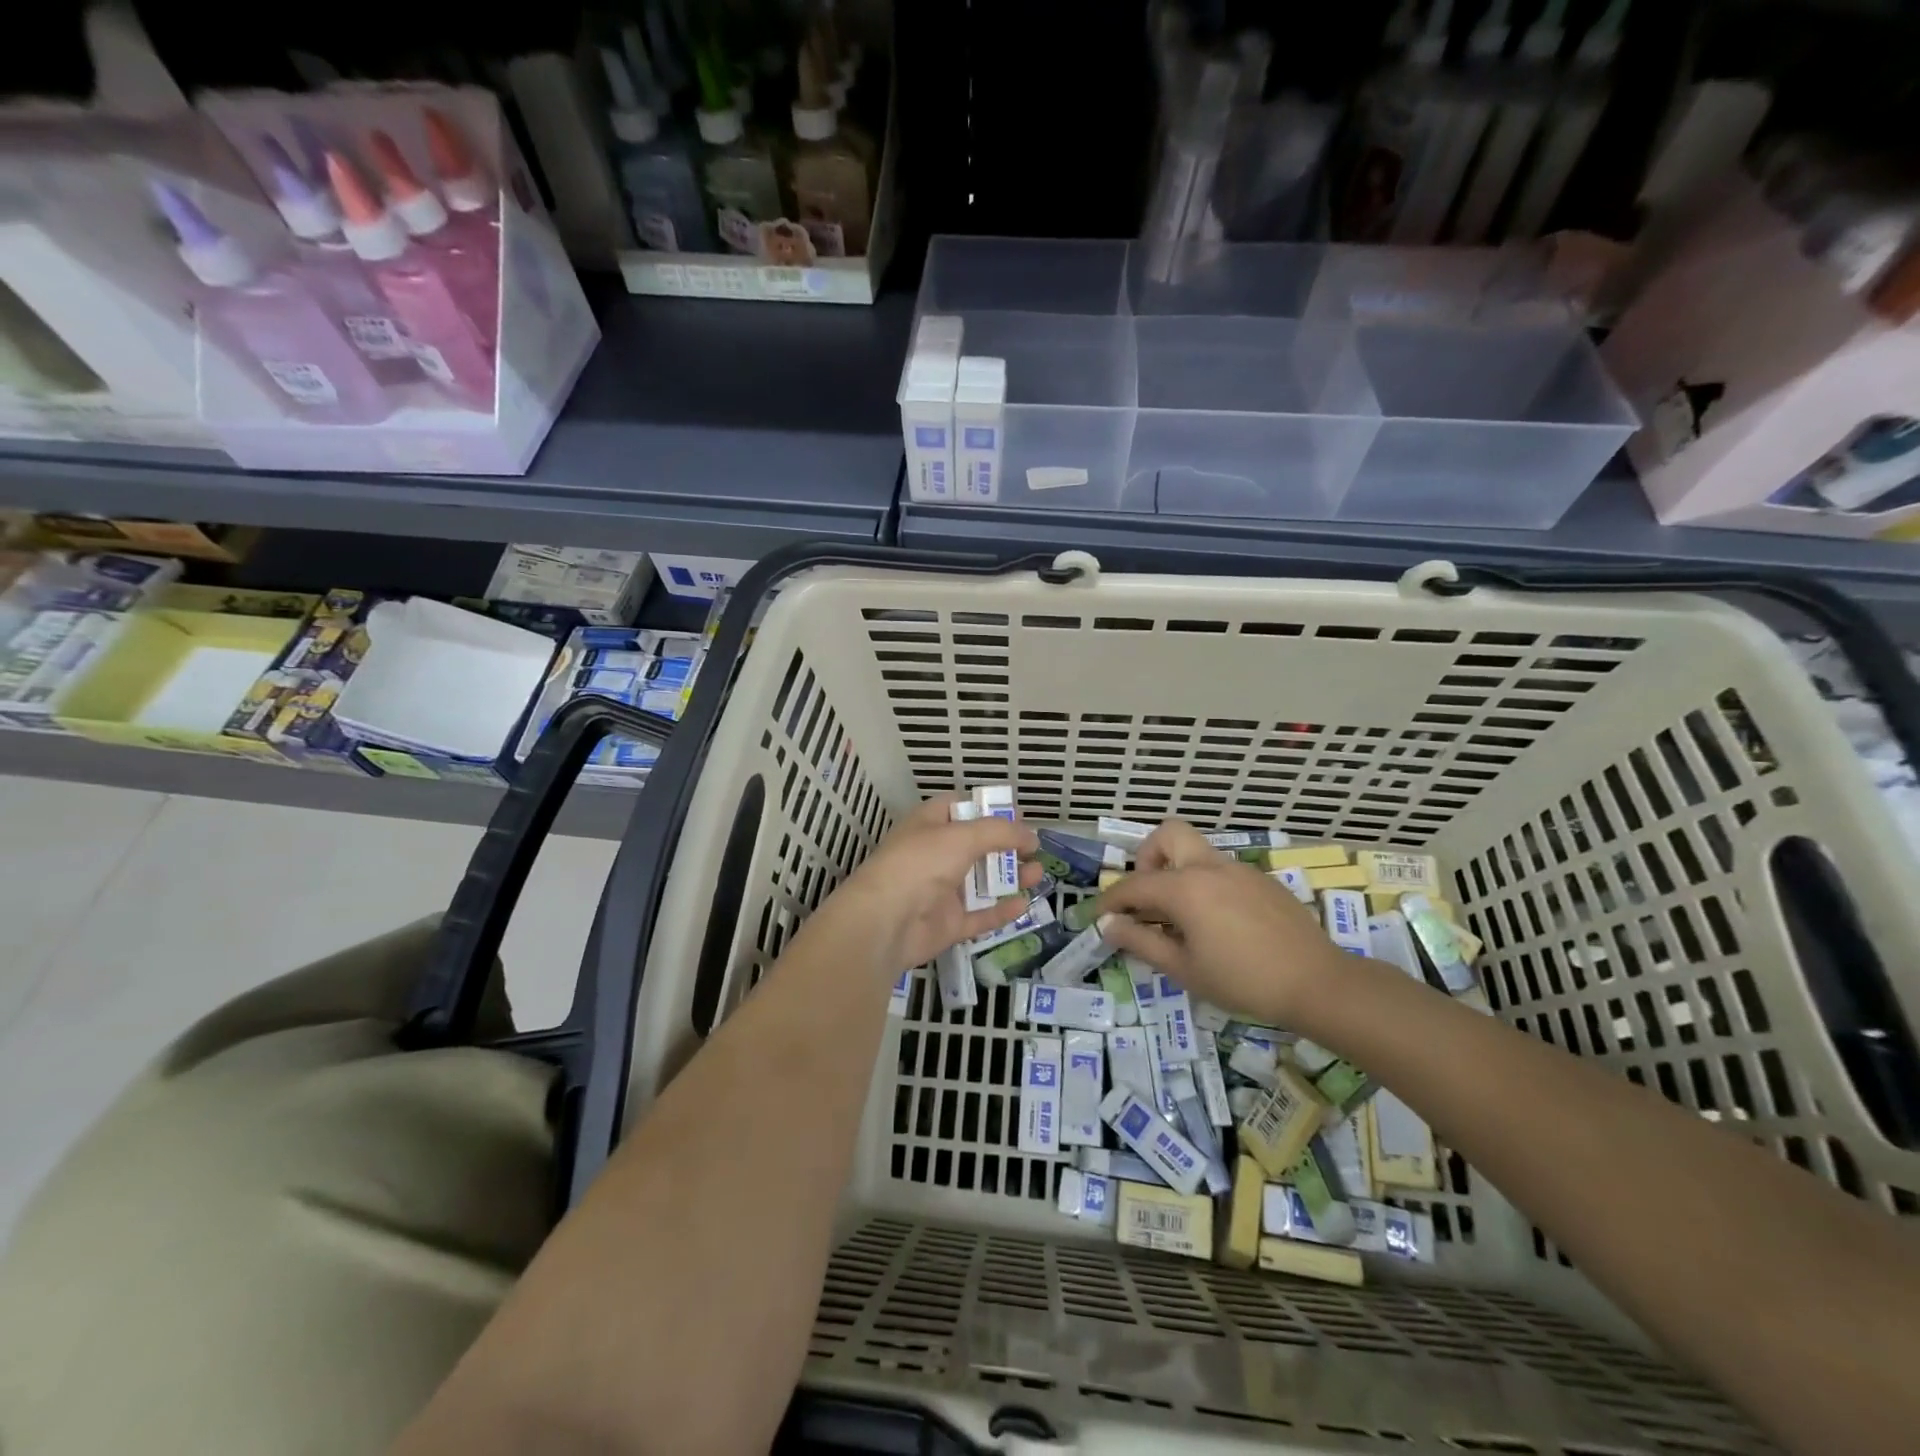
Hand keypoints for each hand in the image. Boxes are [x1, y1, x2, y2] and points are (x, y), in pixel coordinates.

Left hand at [827, 793, 1042, 974]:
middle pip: (975, 847)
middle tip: (1034, 848)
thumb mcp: (962, 836)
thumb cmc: (920, 864)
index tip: (1016, 816)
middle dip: (1006, 847)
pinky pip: (979, 916)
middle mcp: (934, 855)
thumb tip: (1030, 835)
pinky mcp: (947, 924)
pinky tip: (1023, 903)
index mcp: (929, 826)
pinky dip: (1001, 910)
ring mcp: (940, 892)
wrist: (885, 921)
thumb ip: (1000, 832)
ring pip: (981, 882)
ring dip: (1009, 877)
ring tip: (1038, 874)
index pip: (958, 808)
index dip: (987, 809)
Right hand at [1096, 819, 1346, 1027]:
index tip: (1101, 918)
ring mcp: (1239, 869)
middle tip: (1148, 897)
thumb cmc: (1243, 980)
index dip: (1111, 900)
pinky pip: (1221, 870)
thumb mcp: (1184, 968)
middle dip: (1147, 857)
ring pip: (1196, 852)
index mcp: (1185, 887)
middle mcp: (1209, 866)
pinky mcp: (1262, 881)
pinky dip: (1206, 885)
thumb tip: (1109, 926)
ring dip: (1177, 872)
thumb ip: (1141, 942)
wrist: (1318, 983)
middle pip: (1168, 834)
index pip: (1133, 885)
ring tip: (1181, 918)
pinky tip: (1218, 924)